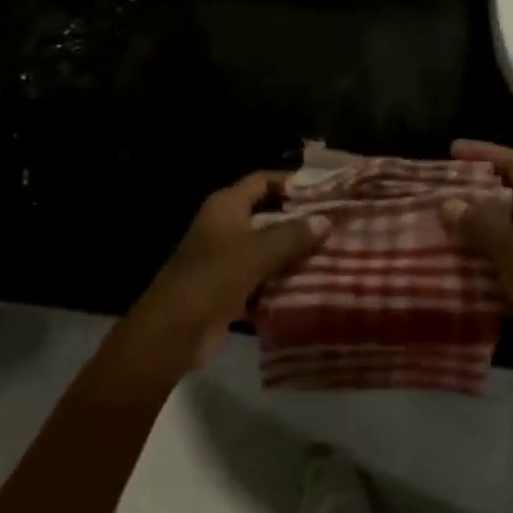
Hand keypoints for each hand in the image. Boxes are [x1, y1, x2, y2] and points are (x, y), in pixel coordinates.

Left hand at [124, 172, 331, 370]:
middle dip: (300, 219)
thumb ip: (293, 235)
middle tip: (337, 223)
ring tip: (334, 251)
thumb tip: (326, 220)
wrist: (175, 331)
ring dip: (295, 252)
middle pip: (267, 214)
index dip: (292, 182)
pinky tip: (314, 283)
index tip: (325, 190)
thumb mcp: (258, 251)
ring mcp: (226, 258)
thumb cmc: (214, 277)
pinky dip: (283, 279)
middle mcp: (225, 225)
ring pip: (267, 247)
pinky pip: (263, 276)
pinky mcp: (230, 287)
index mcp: (226, 206)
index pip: (262, 181)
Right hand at [441, 140, 512, 414]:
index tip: (452, 151)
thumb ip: (478, 220)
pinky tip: (452, 254)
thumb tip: (448, 203)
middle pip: (511, 190)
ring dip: (474, 221)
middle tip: (439, 185)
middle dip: (475, 188)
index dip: (486, 153)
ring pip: (504, 224)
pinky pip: (503, 252)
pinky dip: (480, 250)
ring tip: (438, 217)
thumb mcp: (509, 245)